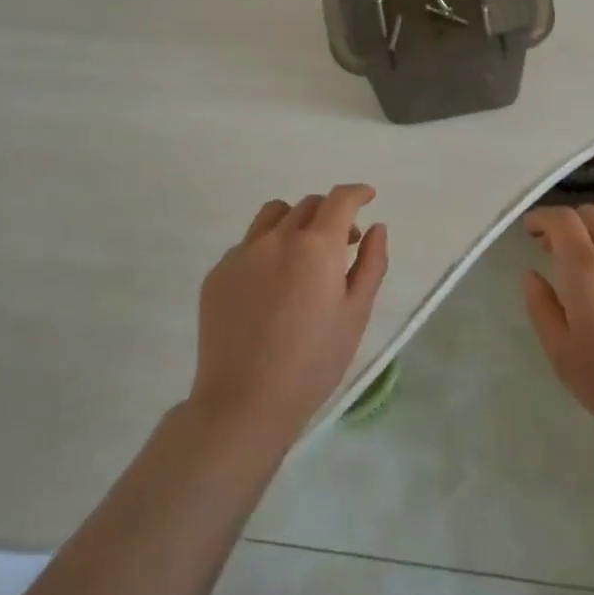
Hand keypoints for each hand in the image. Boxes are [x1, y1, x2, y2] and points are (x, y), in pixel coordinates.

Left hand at [192, 185, 388, 445]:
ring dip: (295, 222)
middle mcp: (277, 239)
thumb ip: (371, 263)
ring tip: (303, 254)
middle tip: (343, 243)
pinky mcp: (217, 274)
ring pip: (273, 215)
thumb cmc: (314, 361)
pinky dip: (267, 248)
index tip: (367, 197)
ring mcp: (242, 254)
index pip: (340, 200)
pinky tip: (272, 286)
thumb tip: (376, 228)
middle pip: (307, 205)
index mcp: (316, 246)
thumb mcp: (356, 313)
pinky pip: (248, 244)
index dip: (357, 193)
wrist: (245, 402)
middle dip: (330, 213)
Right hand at [522, 205, 593, 462]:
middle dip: (566, 223)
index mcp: (586, 271)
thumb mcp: (563, 355)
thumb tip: (532, 275)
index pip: (562, 221)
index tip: (529, 229)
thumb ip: (542, 308)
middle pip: (591, 215)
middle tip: (550, 247)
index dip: (542, 217)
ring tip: (586, 253)